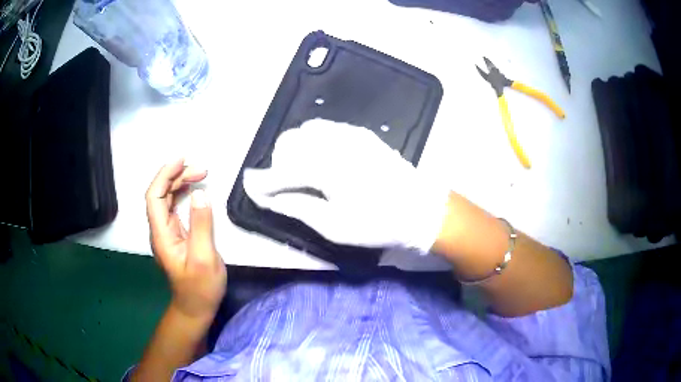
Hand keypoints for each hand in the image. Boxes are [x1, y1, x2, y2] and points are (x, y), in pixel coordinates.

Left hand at [146, 159, 226, 318]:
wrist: (195, 308)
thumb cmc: (200, 288)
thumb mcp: (204, 259)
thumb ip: (201, 226)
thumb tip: (200, 194)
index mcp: (162, 235)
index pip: (154, 197)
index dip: (164, 176)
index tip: (182, 161)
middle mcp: (160, 231)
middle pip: (160, 194)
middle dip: (176, 176)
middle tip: (201, 169)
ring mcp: (167, 233)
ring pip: (166, 199)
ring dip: (180, 183)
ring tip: (200, 174)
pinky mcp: (175, 236)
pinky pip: (174, 208)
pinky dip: (183, 194)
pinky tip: (193, 189)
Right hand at [243, 119, 448, 250]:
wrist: (420, 208)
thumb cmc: (378, 223)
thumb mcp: (334, 226)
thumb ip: (296, 207)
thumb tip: (268, 197)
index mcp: (325, 167)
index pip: (281, 170)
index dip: (262, 181)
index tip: (251, 188)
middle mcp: (334, 142)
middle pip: (289, 142)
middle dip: (279, 163)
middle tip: (285, 187)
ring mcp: (349, 134)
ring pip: (306, 131)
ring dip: (296, 150)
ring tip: (304, 174)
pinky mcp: (361, 134)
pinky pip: (326, 128)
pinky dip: (314, 141)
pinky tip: (322, 159)